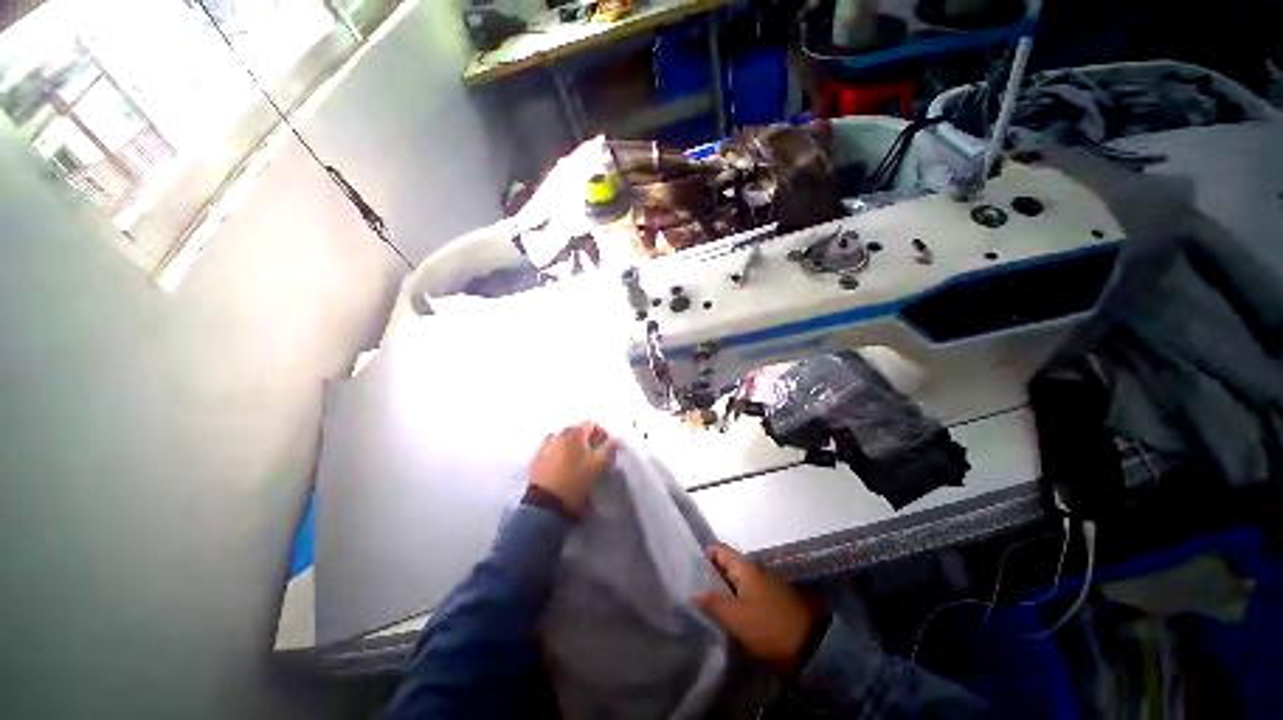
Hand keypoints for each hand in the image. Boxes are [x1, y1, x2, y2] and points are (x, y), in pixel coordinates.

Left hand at [529, 422, 616, 513]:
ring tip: (578, 462)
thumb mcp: (599, 465)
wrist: (546, 503)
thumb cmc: (576, 480)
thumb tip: (615, 439)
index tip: (607, 448)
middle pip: (577, 431)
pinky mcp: (536, 459)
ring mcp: (544, 445)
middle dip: (587, 441)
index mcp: (574, 432)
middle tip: (595, 456)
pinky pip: (552, 451)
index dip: (602, 434)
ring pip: (564, 441)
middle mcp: (558, 433)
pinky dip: (560, 455)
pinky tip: (563, 469)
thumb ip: (609, 448)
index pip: (592, 424)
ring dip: (572, 447)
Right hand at [696, 545, 823, 671]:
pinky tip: (735, 612)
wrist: (812, 646)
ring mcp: (769, 583)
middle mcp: (757, 569)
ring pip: (741, 579)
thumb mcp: (736, 618)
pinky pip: (752, 591)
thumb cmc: (768, 627)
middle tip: (697, 588)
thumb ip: (713, 603)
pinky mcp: (777, 598)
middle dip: (713, 574)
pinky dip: (740, 597)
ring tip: (713, 602)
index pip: (720, 550)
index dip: (705, 555)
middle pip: (730, 565)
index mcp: (746, 568)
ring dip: (727, 588)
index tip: (691, 567)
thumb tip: (694, 593)